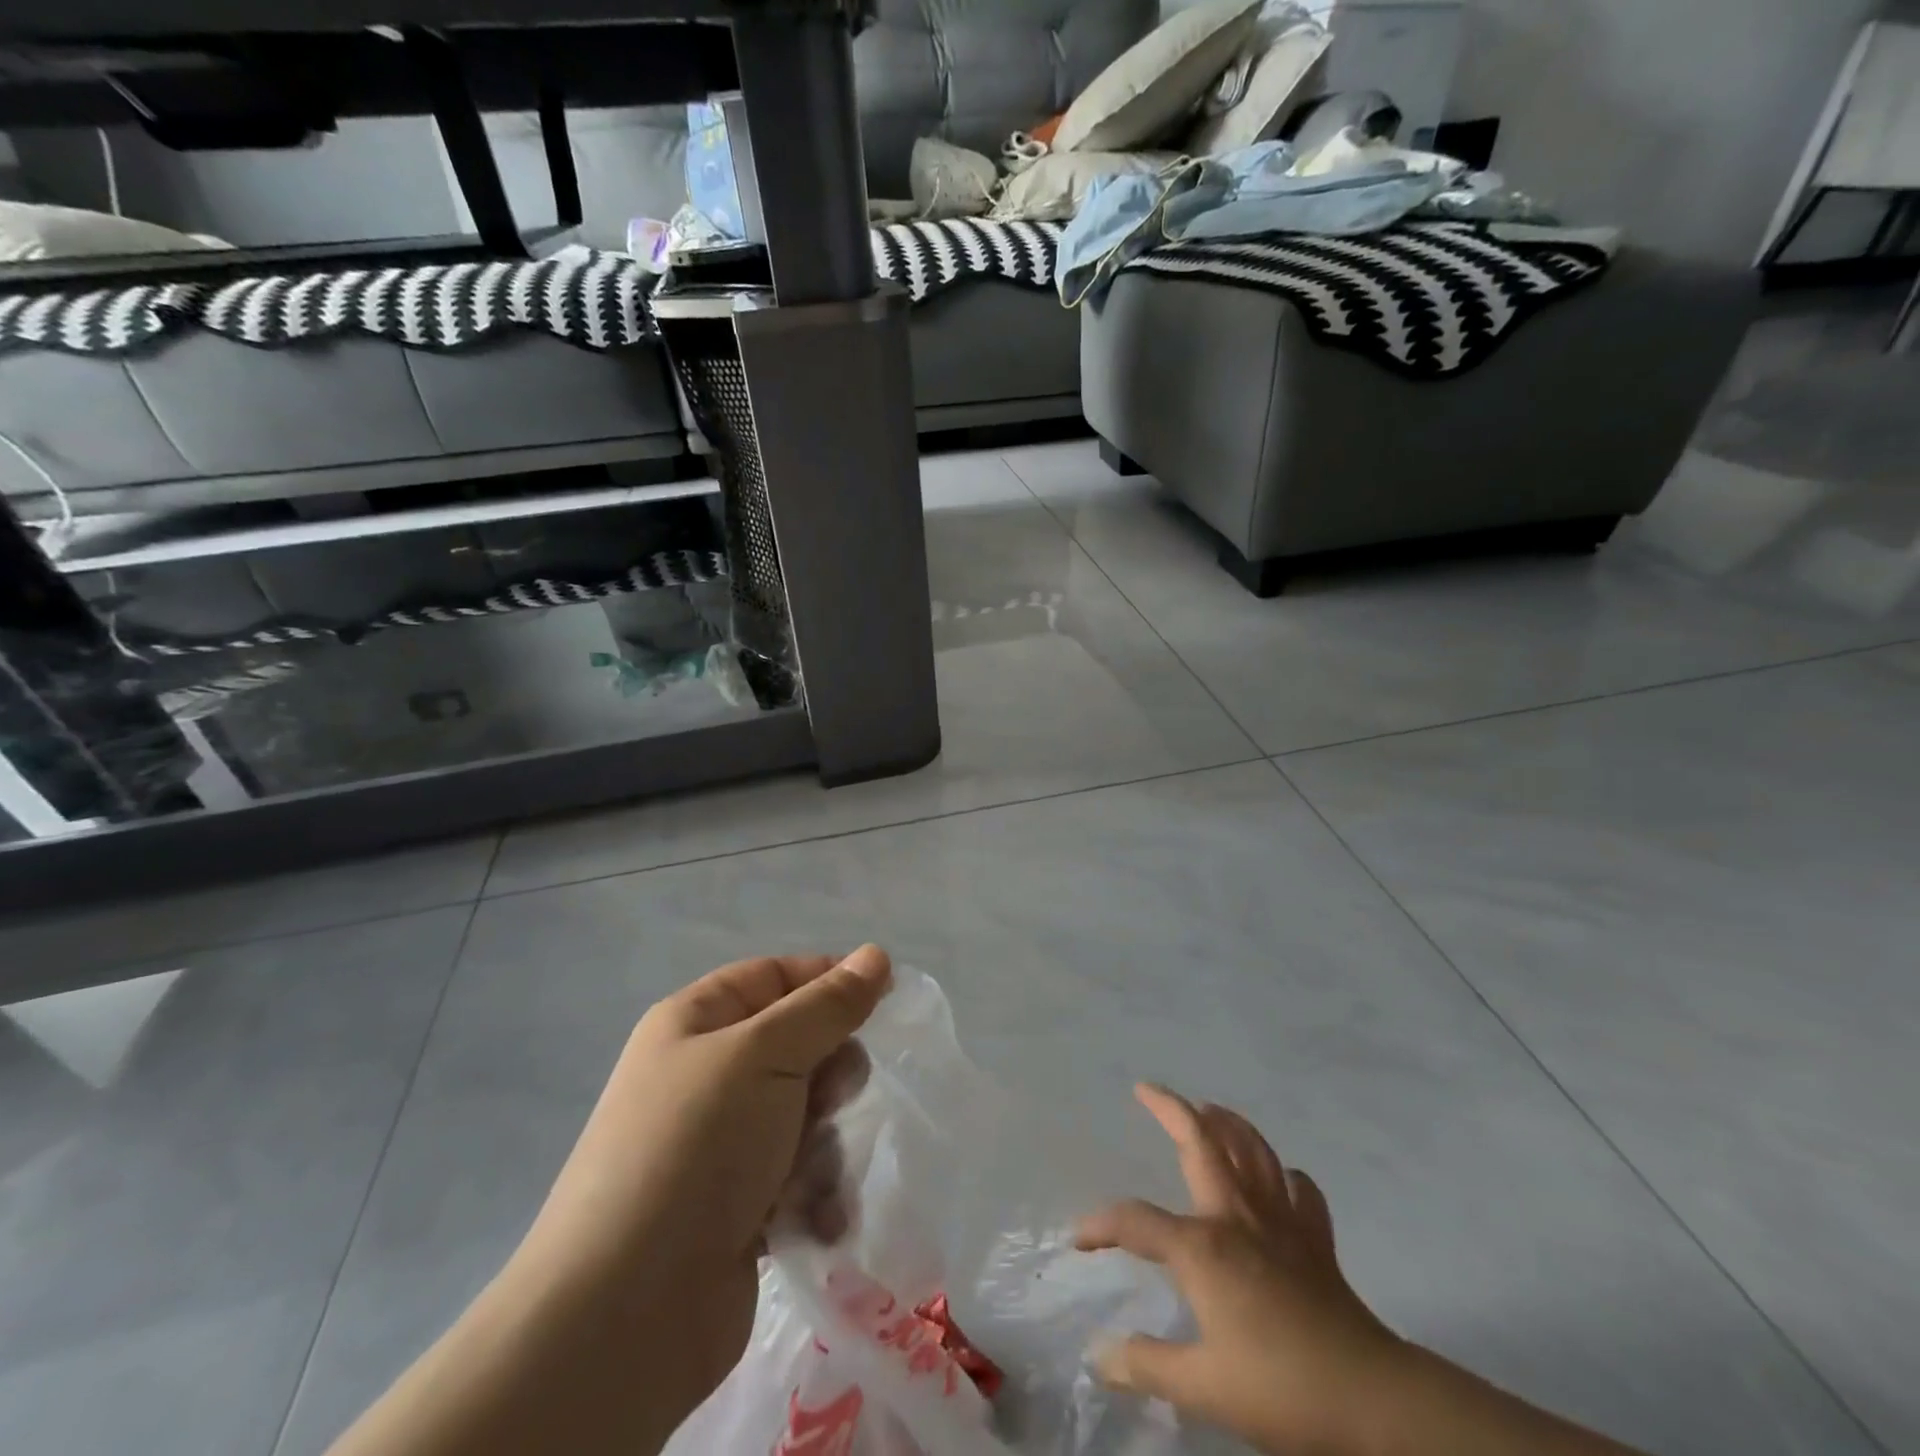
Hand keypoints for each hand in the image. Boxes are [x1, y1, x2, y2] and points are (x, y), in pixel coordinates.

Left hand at [511, 946, 891, 1439]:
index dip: (828, 980)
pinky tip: (812, 1219)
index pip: (775, 976)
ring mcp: (720, 1145)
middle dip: (828, 1073)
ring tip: (807, 1176)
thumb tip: (876, 954)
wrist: (626, 1314)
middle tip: (833, 1098)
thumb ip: (828, 1005)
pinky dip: (813, 1193)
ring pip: (806, 1113)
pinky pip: (798, 1175)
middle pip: (798, 1047)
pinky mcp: (737, 1208)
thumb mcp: (767, 1054)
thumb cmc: (698, 1147)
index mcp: (695, 1023)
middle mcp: (705, 1076)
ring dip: (822, 1142)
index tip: (884, 995)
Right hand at [1076, 1084, 1405, 1455]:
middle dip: (1170, 1109)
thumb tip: (1100, 1357)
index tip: (1079, 1240)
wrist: (1371, 1399)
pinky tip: (1280, 1180)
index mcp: (1202, 1247)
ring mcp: (1280, 1222)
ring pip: (1252, 1151)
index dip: (1102, 1225)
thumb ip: (1147, 1366)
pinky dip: (1287, 1178)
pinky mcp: (1315, 1240)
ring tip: (1210, 1109)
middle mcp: (1236, 1217)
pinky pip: (1300, 1192)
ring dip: (1228, 1123)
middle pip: (1201, 1144)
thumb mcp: (1203, 1388)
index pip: (1136, 1222)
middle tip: (1147, 1089)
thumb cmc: (1280, 1389)